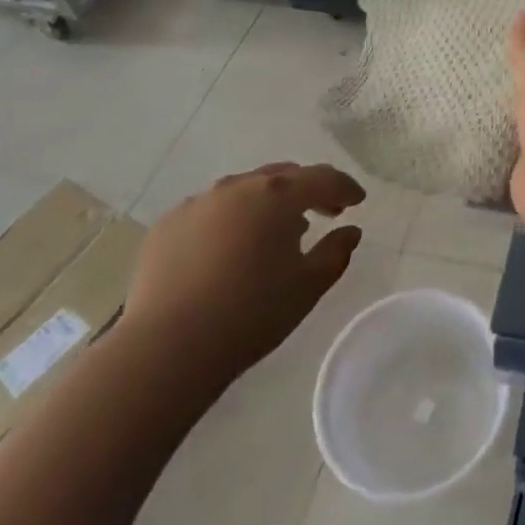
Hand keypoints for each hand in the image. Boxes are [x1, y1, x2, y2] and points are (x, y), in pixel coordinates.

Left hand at [121, 163, 364, 397]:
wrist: (167, 347)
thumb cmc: (251, 313)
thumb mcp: (308, 286)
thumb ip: (336, 252)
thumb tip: (350, 231)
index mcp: (278, 195)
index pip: (323, 178)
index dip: (344, 187)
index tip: (358, 200)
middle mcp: (238, 186)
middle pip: (283, 177)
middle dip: (307, 190)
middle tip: (324, 212)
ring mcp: (198, 203)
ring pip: (244, 191)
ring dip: (266, 204)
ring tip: (274, 233)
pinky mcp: (168, 225)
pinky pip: (210, 212)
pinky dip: (229, 221)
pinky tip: (229, 250)